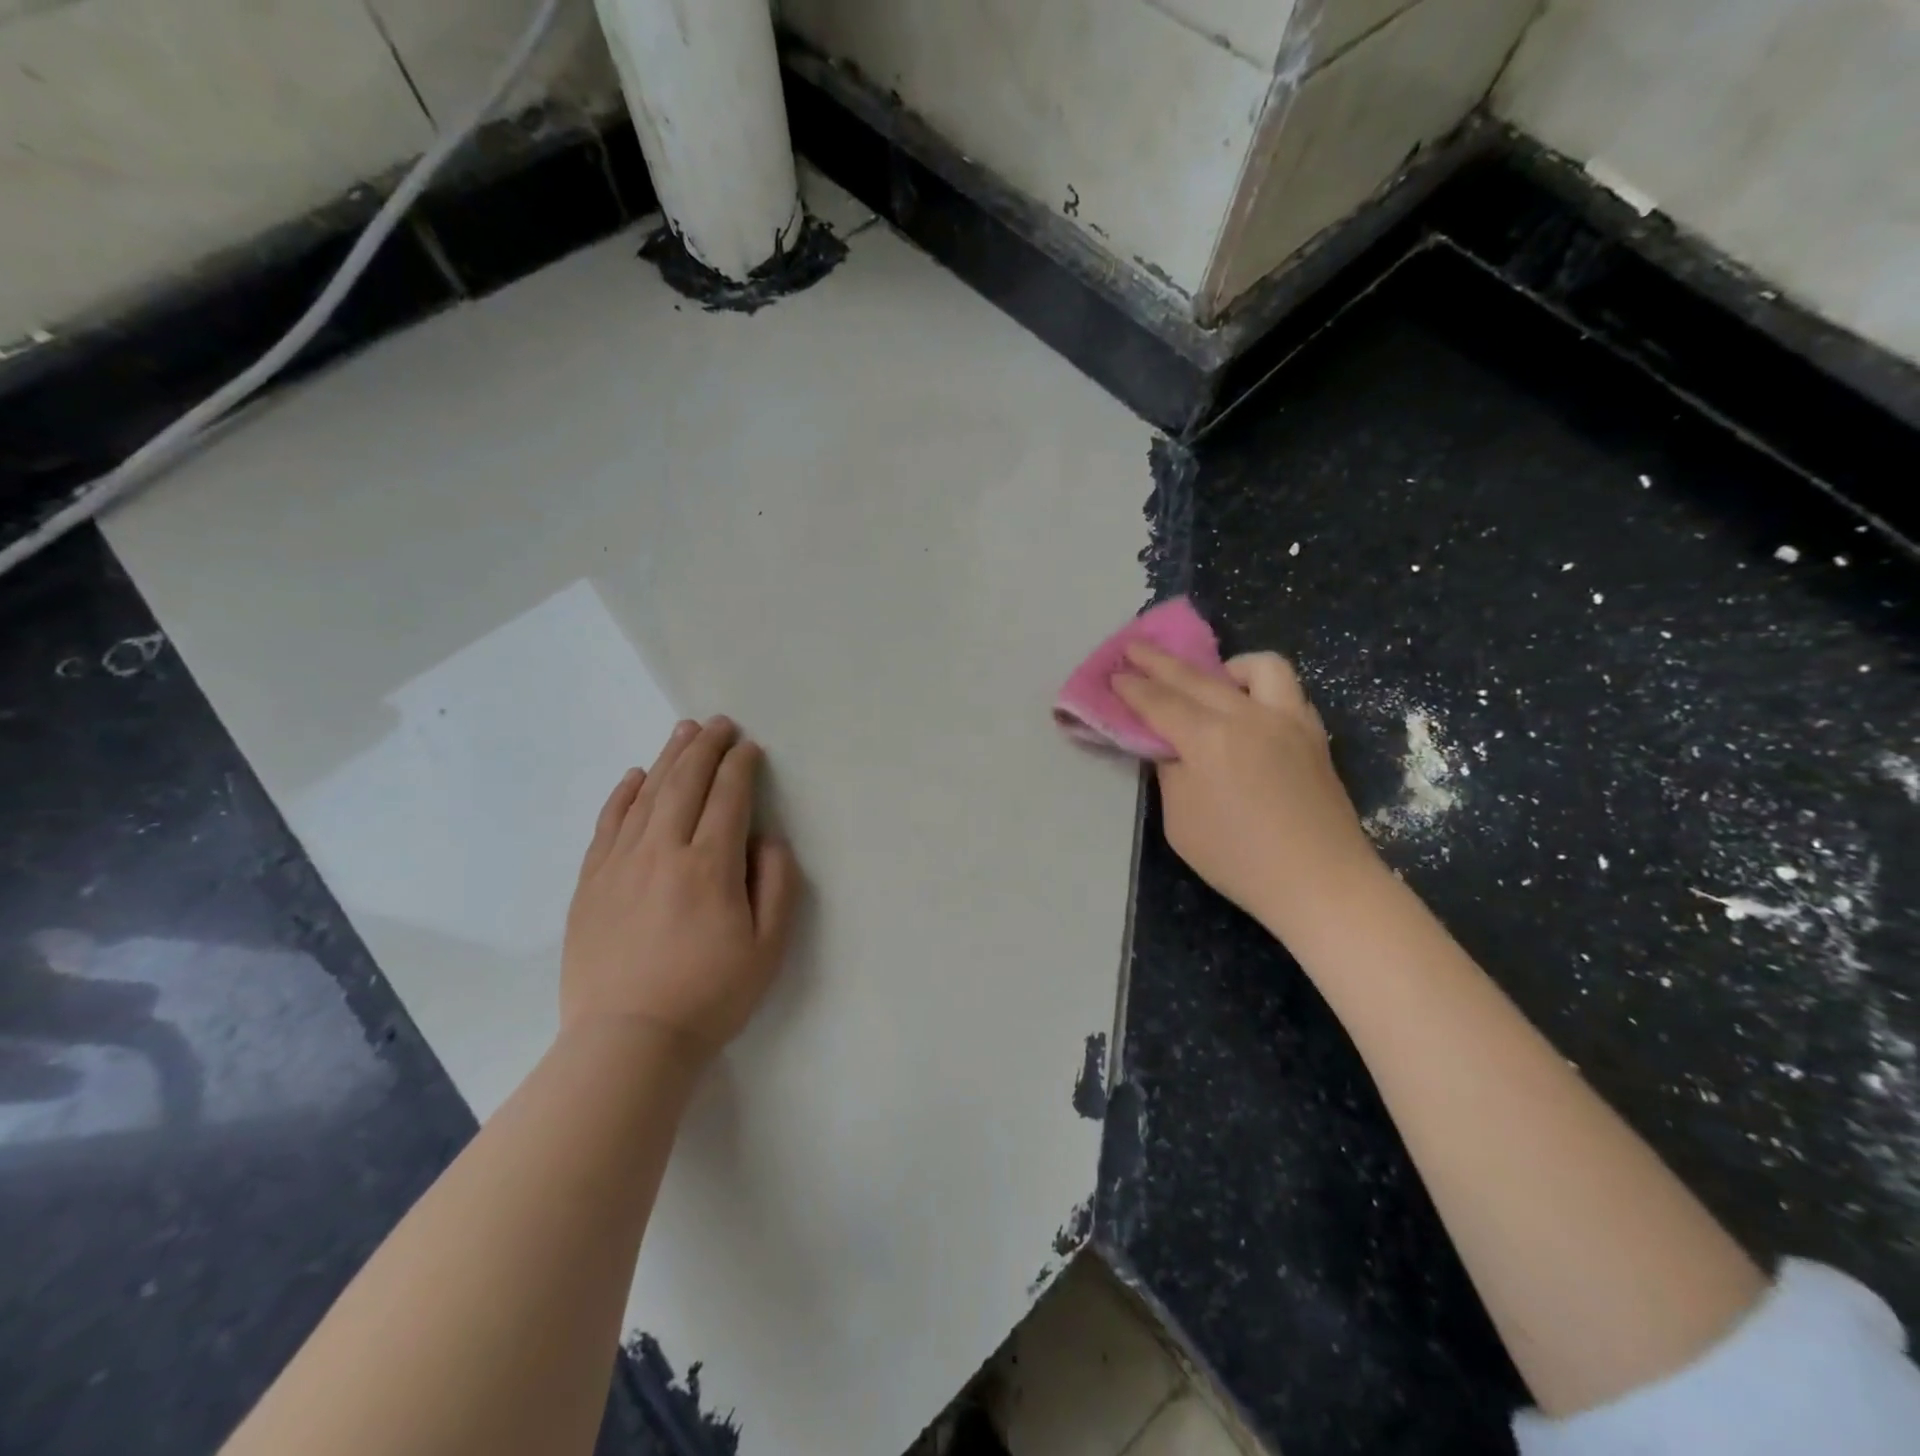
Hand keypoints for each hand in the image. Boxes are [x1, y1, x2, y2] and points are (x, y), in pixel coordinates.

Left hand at [562, 717, 801, 1069]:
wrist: (629, 1041)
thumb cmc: (710, 995)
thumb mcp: (769, 947)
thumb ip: (777, 884)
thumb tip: (766, 839)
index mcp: (710, 865)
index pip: (728, 797)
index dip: (741, 767)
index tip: (750, 748)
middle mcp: (663, 851)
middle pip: (686, 783)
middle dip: (706, 748)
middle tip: (720, 724)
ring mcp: (620, 864)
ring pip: (647, 795)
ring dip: (669, 758)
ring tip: (684, 732)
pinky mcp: (591, 882)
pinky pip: (608, 824)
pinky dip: (623, 795)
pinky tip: (634, 777)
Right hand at [1112, 645, 1380, 934]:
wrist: (1321, 882)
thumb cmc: (1239, 860)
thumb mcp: (1180, 822)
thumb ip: (1170, 773)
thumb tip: (1171, 747)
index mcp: (1209, 740)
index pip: (1160, 703)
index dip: (1132, 688)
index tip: (1113, 674)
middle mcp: (1249, 717)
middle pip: (1196, 677)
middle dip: (1160, 662)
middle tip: (1134, 650)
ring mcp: (1288, 720)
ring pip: (1259, 666)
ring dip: (1226, 666)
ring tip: (1211, 681)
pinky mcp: (1313, 734)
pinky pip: (1287, 691)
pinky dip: (1260, 689)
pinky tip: (1250, 710)